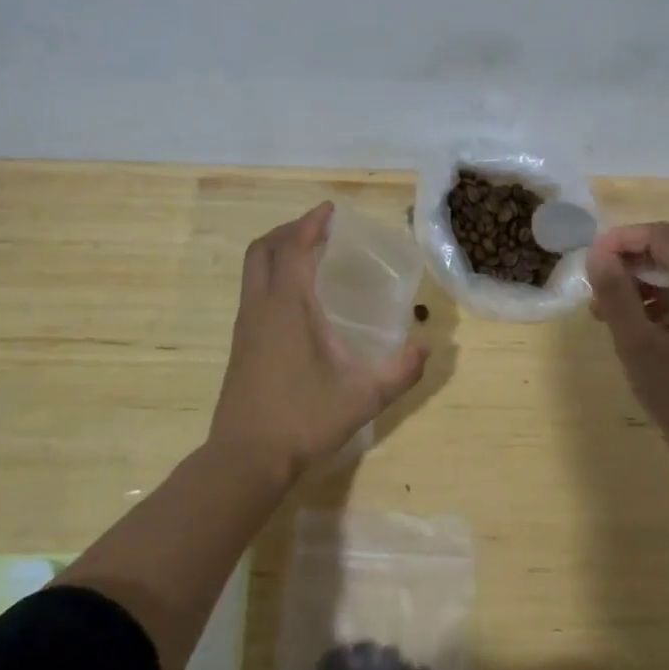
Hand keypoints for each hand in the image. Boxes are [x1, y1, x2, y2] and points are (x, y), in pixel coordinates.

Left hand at [211, 202, 428, 485]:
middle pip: (264, 250)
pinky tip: (297, 298)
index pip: (294, 248)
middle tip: (319, 228)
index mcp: (288, 307)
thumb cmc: (303, 419)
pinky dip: (273, 275)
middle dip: (290, 230)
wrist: (246, 459)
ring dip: (278, 252)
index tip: (330, 210)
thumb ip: (400, 371)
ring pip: (253, 270)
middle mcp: (261, 307)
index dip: (311, 223)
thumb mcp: (363, 397)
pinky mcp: (241, 345)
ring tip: (310, 255)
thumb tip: (427, 348)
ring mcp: (245, 326)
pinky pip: (254, 291)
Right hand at [587, 222, 668, 479]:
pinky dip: (657, 311)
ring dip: (639, 291)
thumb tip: (597, 254)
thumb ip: (616, 294)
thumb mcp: (638, 344)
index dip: (623, 239)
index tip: (592, 262)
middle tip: (594, 296)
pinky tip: (637, 338)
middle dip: (628, 268)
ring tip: (608, 320)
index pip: (661, 236)